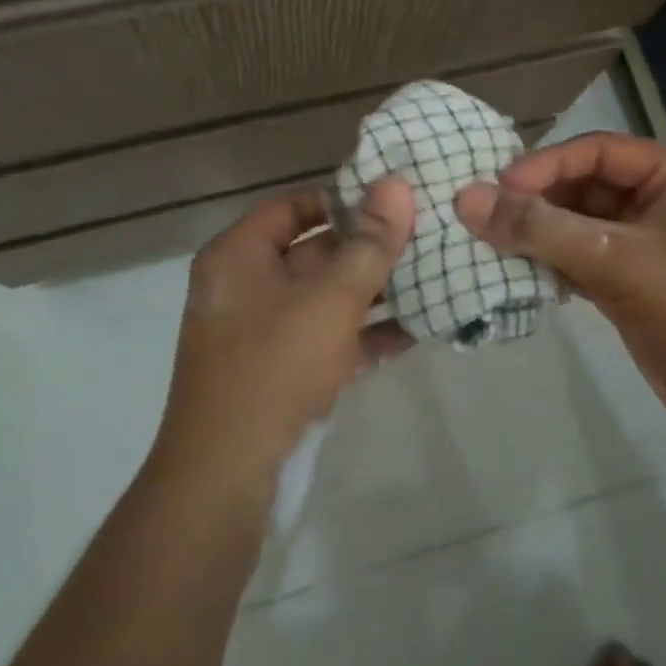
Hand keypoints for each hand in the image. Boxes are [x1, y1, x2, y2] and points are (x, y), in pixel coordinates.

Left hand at [154, 177, 415, 497]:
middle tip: (430, 234)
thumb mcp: (328, 301)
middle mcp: (248, 288)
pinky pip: (334, 339)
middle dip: (372, 248)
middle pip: (317, 252)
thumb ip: (368, 244)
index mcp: (239, 257)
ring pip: (330, 298)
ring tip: (437, 275)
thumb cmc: (273, 370)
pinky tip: (422, 328)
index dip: (344, 199)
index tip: (397, 198)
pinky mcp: (288, 373)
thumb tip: (397, 185)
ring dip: (379, 292)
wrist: (227, 480)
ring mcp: (267, 334)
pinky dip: (370, 334)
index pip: (295, 206)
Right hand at [455, 133, 665, 422]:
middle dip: (537, 200)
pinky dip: (549, 262)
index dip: (545, 164)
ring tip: (491, 241)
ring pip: (577, 224)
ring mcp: (644, 243)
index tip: (498, 187)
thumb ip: (540, 229)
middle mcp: (659, 201)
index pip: (596, 151)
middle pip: (583, 185)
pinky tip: (516, 270)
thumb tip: (465, 197)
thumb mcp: (615, 261)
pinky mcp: (630, 280)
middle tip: (485, 216)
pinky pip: (579, 257)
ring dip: (539, 232)